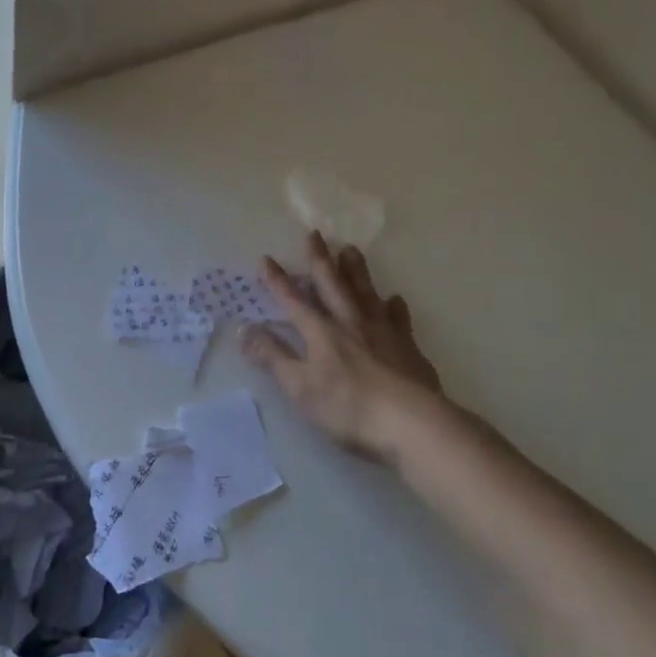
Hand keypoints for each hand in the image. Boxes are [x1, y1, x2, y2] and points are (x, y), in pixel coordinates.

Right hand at [243, 232, 443, 463]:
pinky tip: (395, 299)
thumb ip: (273, 357)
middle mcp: (350, 322)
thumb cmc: (349, 407)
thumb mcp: (300, 387)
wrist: (411, 422)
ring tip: (351, 249)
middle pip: (332, 284)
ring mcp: (382, 331)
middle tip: (315, 234)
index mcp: (321, 332)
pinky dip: (395, 307)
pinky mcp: (407, 346)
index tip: (267, 258)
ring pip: (365, 292)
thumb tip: (244, 329)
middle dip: (320, 260)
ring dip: (355, 271)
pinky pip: (399, 319)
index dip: (278, 281)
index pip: (294, 300)